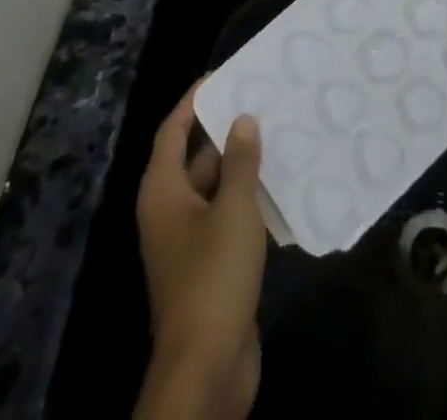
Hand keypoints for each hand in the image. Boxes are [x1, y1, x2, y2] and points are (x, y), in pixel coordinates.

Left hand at [134, 81, 265, 419]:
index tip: (223, 75)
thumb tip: (242, 119)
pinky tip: (283, 189)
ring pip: (216, 189)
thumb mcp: (232, 211)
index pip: (173, 131)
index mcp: (163, 192)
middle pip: (196, 158)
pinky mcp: (209, 267)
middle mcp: (170, 211)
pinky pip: (228, 218)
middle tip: (265, 103)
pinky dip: (250, 201)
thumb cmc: (213, 277)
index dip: (194, 101)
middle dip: (228, 132)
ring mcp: (189, 242)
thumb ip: (239, 162)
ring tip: (282, 137)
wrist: (207, 370)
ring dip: (243, 167)